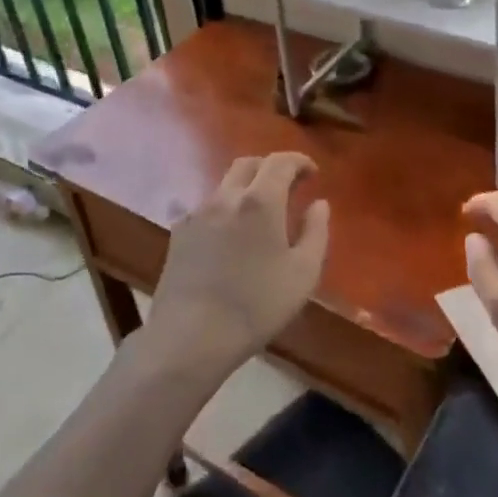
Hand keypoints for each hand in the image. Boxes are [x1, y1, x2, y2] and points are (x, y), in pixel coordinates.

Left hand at [148, 153, 329, 374]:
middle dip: (271, 167)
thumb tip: (319, 204)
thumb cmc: (256, 305)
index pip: (280, 161)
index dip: (299, 161)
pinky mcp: (178, 234)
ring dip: (246, 188)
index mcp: (259, 201)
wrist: (190, 336)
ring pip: (225, 185)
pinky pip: (207, 207)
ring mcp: (197, 214)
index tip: (312, 173)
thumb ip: (316, 232)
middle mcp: (225, 197)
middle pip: (248, 164)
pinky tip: (231, 235)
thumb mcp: (303, 273)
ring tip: (261, 213)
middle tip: (289, 185)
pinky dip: (226, 209)